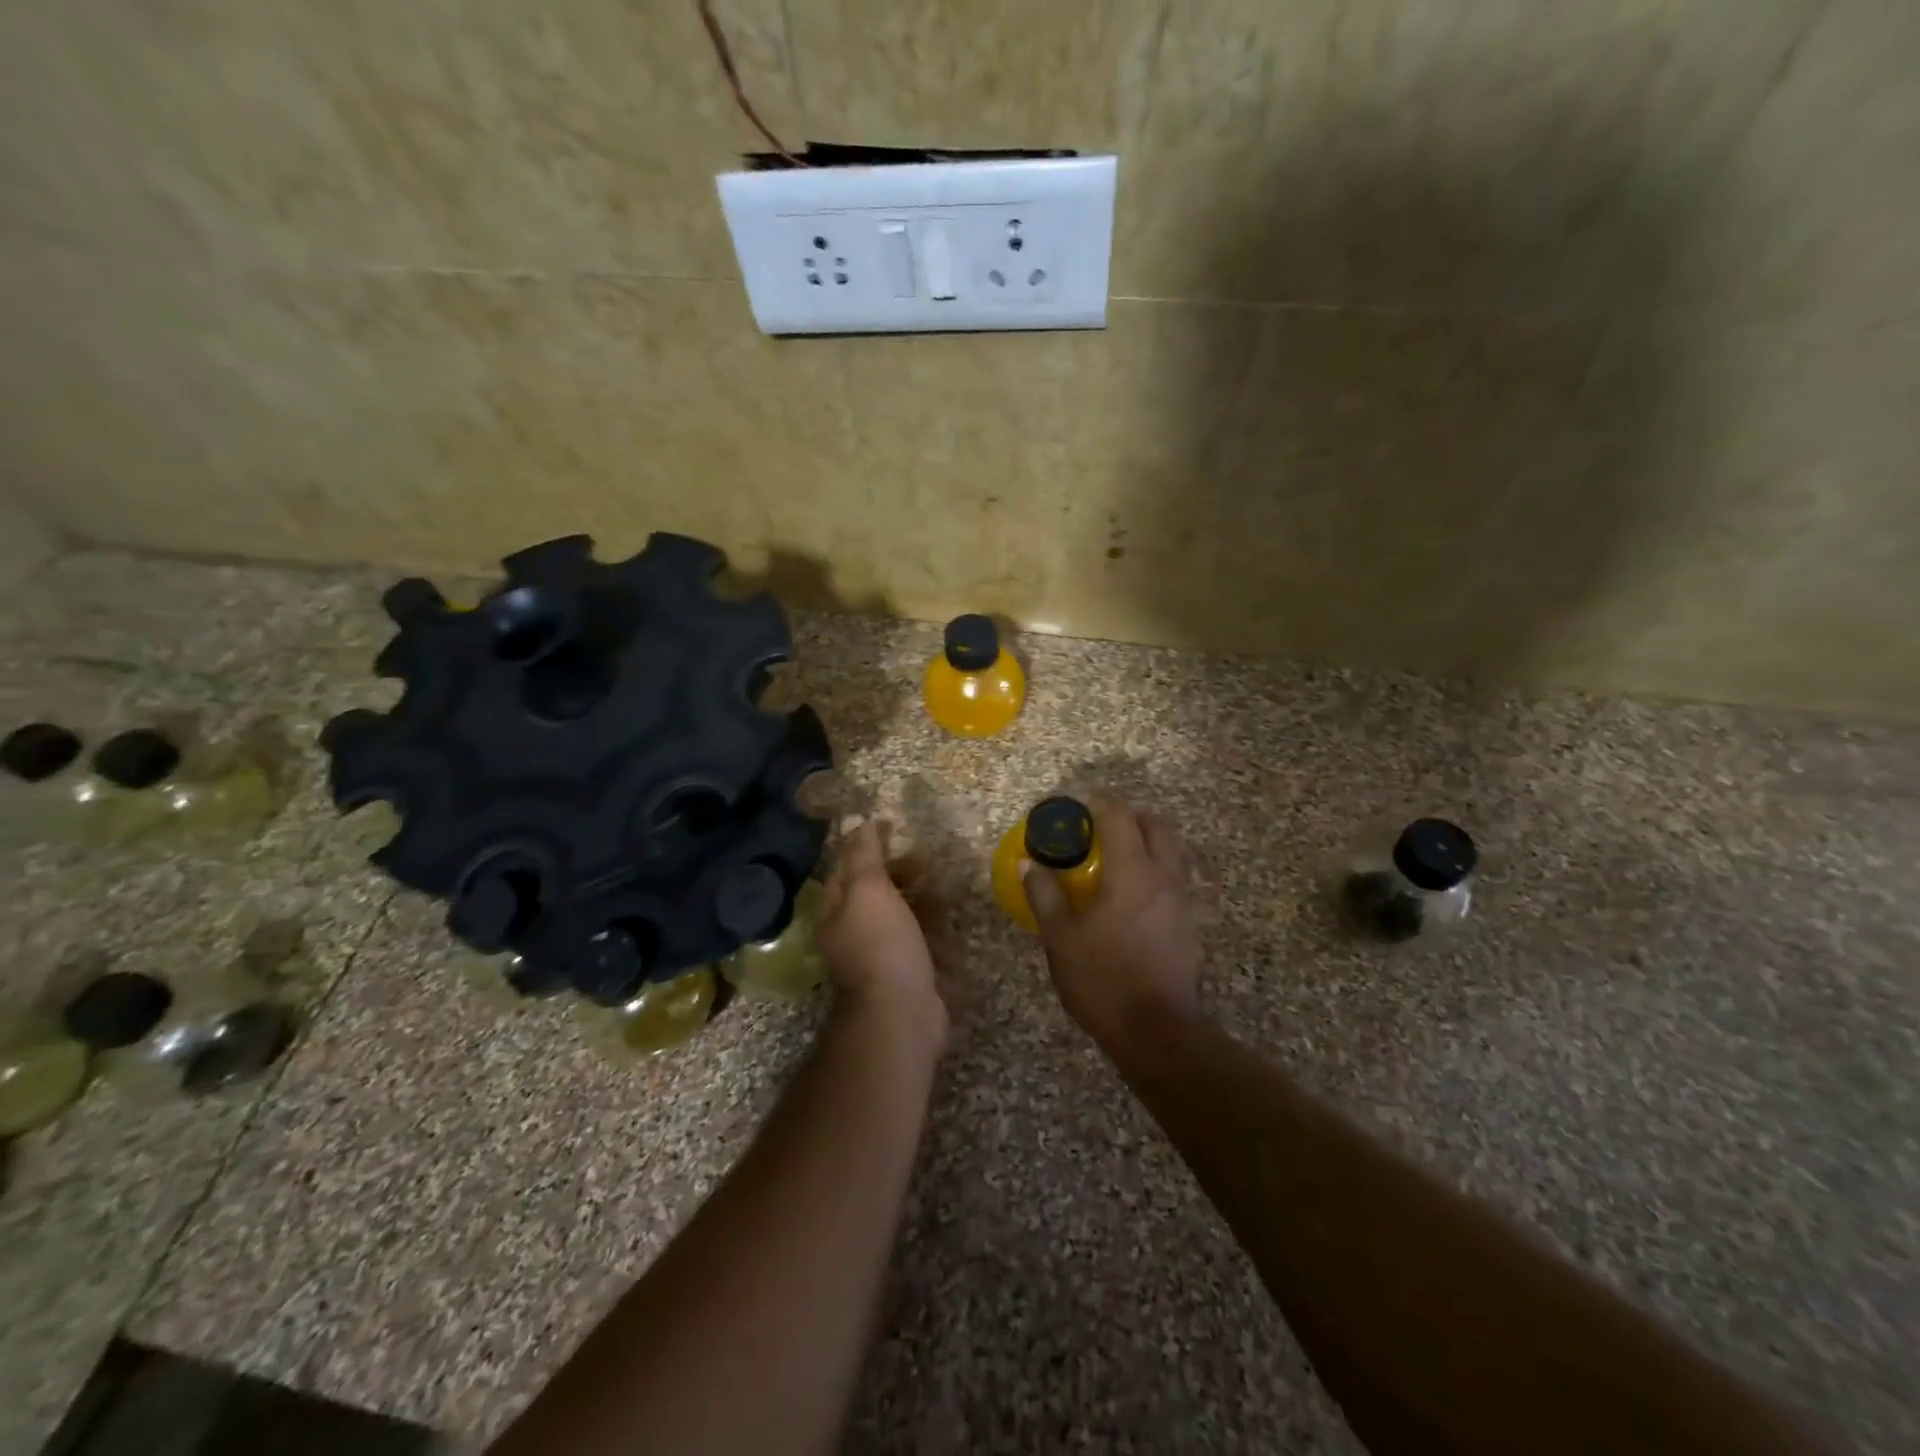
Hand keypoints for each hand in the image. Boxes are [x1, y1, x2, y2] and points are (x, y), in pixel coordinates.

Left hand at [815, 819, 947, 1059]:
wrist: (902, 1014)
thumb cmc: (881, 944)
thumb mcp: (869, 889)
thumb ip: (863, 854)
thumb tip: (854, 818)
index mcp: (835, 913)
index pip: (844, 869)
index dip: (865, 846)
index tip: (892, 828)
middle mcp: (852, 934)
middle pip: (874, 894)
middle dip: (898, 875)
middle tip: (926, 861)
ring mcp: (879, 957)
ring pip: (899, 918)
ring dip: (920, 902)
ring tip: (946, 888)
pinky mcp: (907, 975)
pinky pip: (920, 945)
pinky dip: (935, 934)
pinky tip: (952, 925)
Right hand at [1022, 794, 1203, 1051]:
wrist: (1158, 1032)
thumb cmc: (1103, 980)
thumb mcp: (1061, 939)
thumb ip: (1045, 895)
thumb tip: (1029, 864)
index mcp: (1132, 872)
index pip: (1119, 816)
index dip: (1097, 801)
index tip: (1076, 801)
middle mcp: (1163, 877)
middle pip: (1155, 826)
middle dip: (1129, 815)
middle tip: (1099, 825)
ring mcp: (1181, 901)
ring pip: (1170, 852)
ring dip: (1145, 842)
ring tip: (1114, 858)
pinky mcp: (1188, 925)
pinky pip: (1172, 880)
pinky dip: (1152, 871)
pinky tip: (1129, 897)